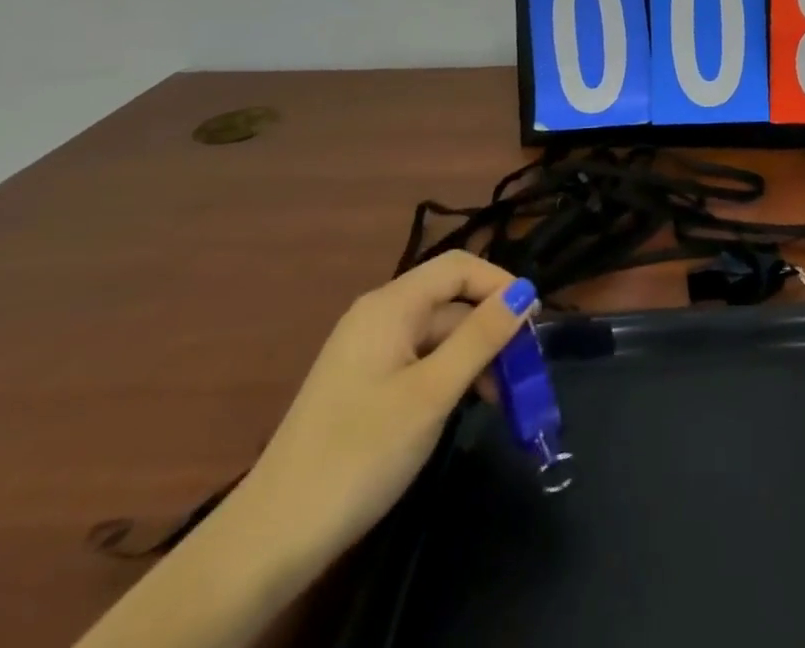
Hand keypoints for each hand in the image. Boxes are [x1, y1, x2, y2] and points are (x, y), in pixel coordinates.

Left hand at [235, 252, 535, 569]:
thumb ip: (481, 337)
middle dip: (492, 328)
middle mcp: (379, 315)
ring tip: (501, 400)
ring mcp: (368, 351)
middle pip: (450, 301)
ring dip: (474, 357)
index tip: (533, 323)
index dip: (501, 284)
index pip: (459, 267)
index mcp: (391, 305)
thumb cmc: (359, 454)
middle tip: (524, 374)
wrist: (271, 538)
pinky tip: (463, 407)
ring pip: (438, 334)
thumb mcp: (431, 394)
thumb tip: (525, 292)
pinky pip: (419, 360)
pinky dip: (449, 376)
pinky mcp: (363, 384)